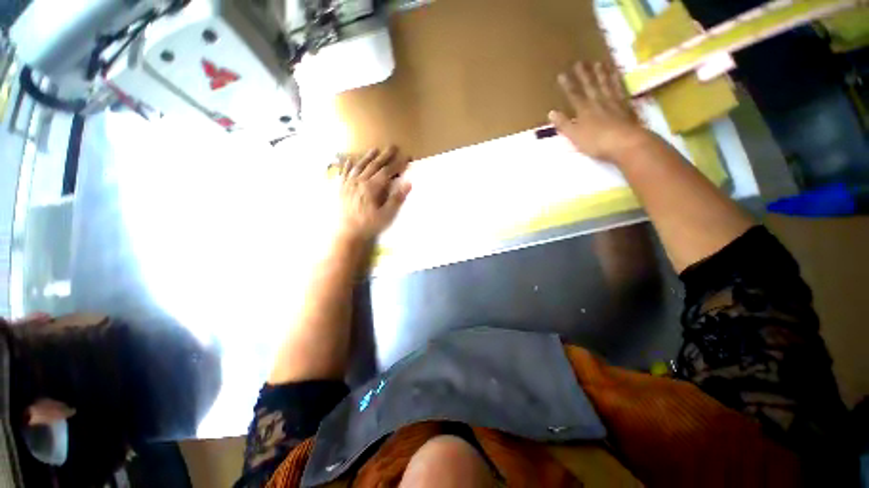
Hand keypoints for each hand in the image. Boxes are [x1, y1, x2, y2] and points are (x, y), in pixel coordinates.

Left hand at [335, 146, 410, 241]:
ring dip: (368, 157)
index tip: (406, 158)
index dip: (397, 164)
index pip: (387, 172)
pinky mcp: (341, 188)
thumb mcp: (386, 215)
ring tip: (375, 149)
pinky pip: (344, 173)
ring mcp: (349, 184)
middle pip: (374, 165)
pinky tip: (350, 160)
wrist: (347, 233)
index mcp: (371, 188)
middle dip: (385, 156)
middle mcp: (359, 182)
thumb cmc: (369, 225)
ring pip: (359, 166)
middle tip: (393, 147)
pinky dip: (348, 165)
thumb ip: (396, 198)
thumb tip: (408, 183)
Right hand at [549, 61, 648, 161]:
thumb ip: (563, 124)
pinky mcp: (626, 105)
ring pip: (606, 84)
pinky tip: (617, 74)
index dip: (567, 85)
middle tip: (580, 62)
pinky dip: (618, 80)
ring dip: (602, 74)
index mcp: (584, 110)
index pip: (573, 95)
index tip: (562, 74)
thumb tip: (551, 112)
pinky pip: (620, 89)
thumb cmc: (596, 142)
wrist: (625, 142)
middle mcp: (598, 102)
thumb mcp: (574, 136)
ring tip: (599, 63)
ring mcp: (613, 102)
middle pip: (590, 86)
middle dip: (584, 75)